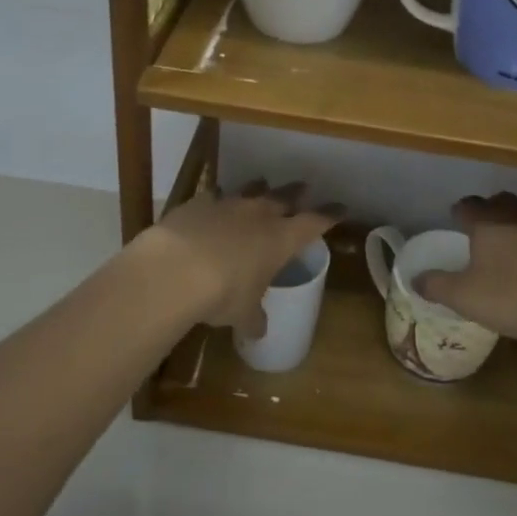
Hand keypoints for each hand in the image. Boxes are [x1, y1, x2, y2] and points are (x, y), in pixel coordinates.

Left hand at [129, 181, 341, 337]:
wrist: (175, 269)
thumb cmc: (223, 293)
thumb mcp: (243, 313)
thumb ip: (253, 318)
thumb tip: (258, 331)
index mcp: (281, 239)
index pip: (315, 222)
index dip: (329, 215)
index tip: (341, 208)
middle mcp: (259, 214)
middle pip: (285, 196)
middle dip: (296, 193)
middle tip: (304, 187)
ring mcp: (228, 204)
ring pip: (251, 189)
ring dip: (259, 188)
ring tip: (263, 184)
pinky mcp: (198, 203)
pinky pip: (214, 196)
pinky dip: (218, 199)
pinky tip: (215, 202)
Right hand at [414, 193, 516, 344]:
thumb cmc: (514, 298)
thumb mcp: (465, 297)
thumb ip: (437, 286)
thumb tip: (415, 278)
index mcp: (488, 223)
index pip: (468, 206)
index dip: (460, 211)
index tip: (456, 217)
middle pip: (503, 201)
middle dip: (494, 208)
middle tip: (488, 225)